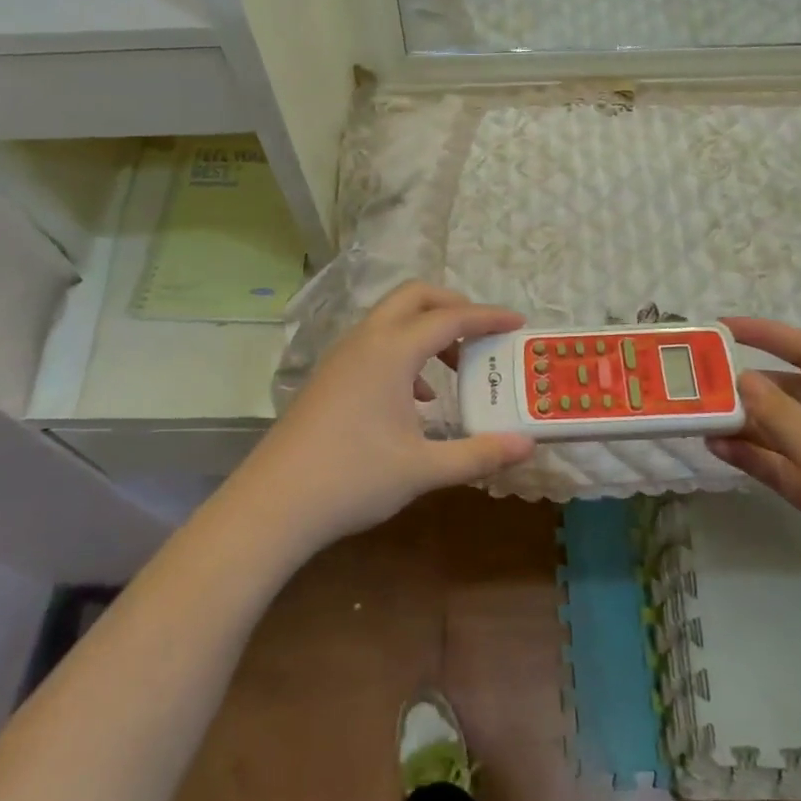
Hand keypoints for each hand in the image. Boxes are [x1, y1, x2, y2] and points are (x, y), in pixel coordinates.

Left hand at [228, 283, 533, 552]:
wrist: (274, 503)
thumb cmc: (353, 479)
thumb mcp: (423, 469)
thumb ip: (478, 454)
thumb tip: (526, 446)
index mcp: (391, 351)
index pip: (449, 318)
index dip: (487, 317)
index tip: (518, 322)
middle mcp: (366, 340)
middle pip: (414, 296)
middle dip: (453, 305)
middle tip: (483, 333)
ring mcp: (342, 356)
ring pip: (392, 319)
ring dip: (427, 330)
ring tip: (456, 369)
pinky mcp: (330, 375)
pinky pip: (375, 343)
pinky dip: (405, 353)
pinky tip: (418, 399)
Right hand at [707, 319, 800, 658]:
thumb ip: (783, 419)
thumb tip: (743, 378)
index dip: (766, 335)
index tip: (719, 329)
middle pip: (791, 393)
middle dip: (747, 386)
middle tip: (696, 384)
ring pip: (783, 433)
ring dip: (745, 424)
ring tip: (697, 418)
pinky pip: (784, 468)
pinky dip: (754, 458)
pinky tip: (718, 451)